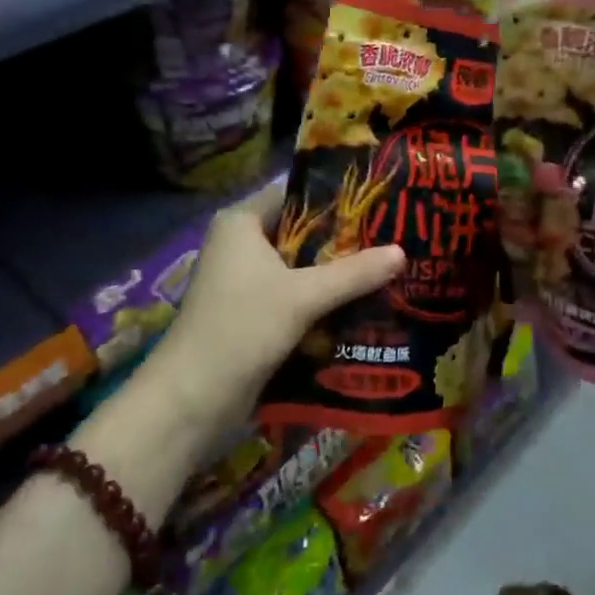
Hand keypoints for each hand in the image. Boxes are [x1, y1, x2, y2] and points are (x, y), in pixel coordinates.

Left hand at [146, 181, 405, 430]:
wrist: (191, 400)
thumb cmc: (242, 327)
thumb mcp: (303, 296)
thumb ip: (353, 273)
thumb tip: (402, 252)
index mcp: (242, 222)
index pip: (296, 193)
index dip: (336, 195)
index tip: (379, 200)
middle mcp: (240, 244)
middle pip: (301, 231)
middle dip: (343, 239)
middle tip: (393, 236)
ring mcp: (244, 281)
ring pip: (300, 267)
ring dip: (335, 273)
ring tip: (387, 268)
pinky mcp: (251, 313)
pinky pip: (294, 295)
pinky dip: (321, 299)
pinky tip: (361, 304)